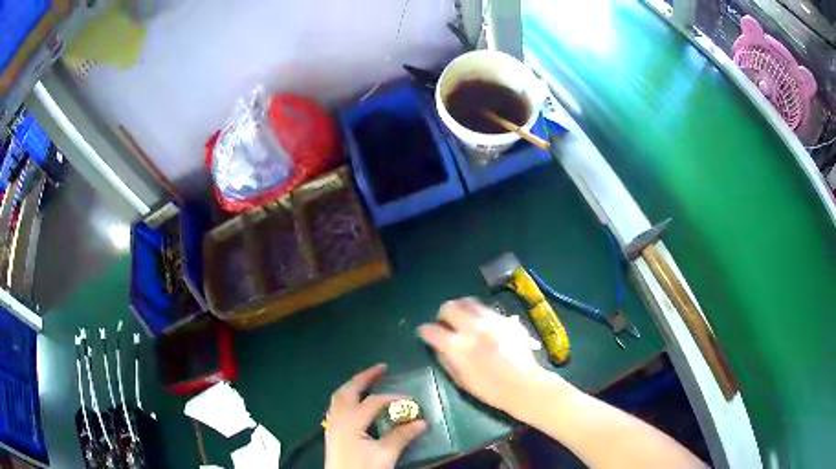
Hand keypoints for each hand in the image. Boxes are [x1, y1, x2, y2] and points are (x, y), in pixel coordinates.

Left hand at [325, 364, 426, 468]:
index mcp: (351, 422)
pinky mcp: (331, 432)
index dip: (393, 397)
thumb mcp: (385, 455)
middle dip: (364, 377)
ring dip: (353, 385)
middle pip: (348, 390)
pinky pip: (335, 405)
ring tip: (368, 380)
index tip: (411, 400)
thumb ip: (401, 437)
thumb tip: (421, 422)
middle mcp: (338, 418)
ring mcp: (332, 424)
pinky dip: (346, 397)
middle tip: (381, 368)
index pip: (373, 402)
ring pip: (338, 397)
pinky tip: (355, 402)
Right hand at [418, 298, 570, 417]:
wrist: (524, 386)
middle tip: (444, 323)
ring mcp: (492, 321)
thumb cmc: (490, 390)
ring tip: (462, 319)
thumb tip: (438, 346)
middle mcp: (473, 327)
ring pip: (469, 302)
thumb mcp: (461, 380)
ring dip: (461, 308)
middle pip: (450, 307)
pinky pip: (487, 309)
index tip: (425, 333)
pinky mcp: (506, 320)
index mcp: (459, 346)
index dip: (425, 331)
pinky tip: (481, 325)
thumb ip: (446, 360)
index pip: (433, 330)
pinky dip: (479, 313)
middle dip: (443, 313)